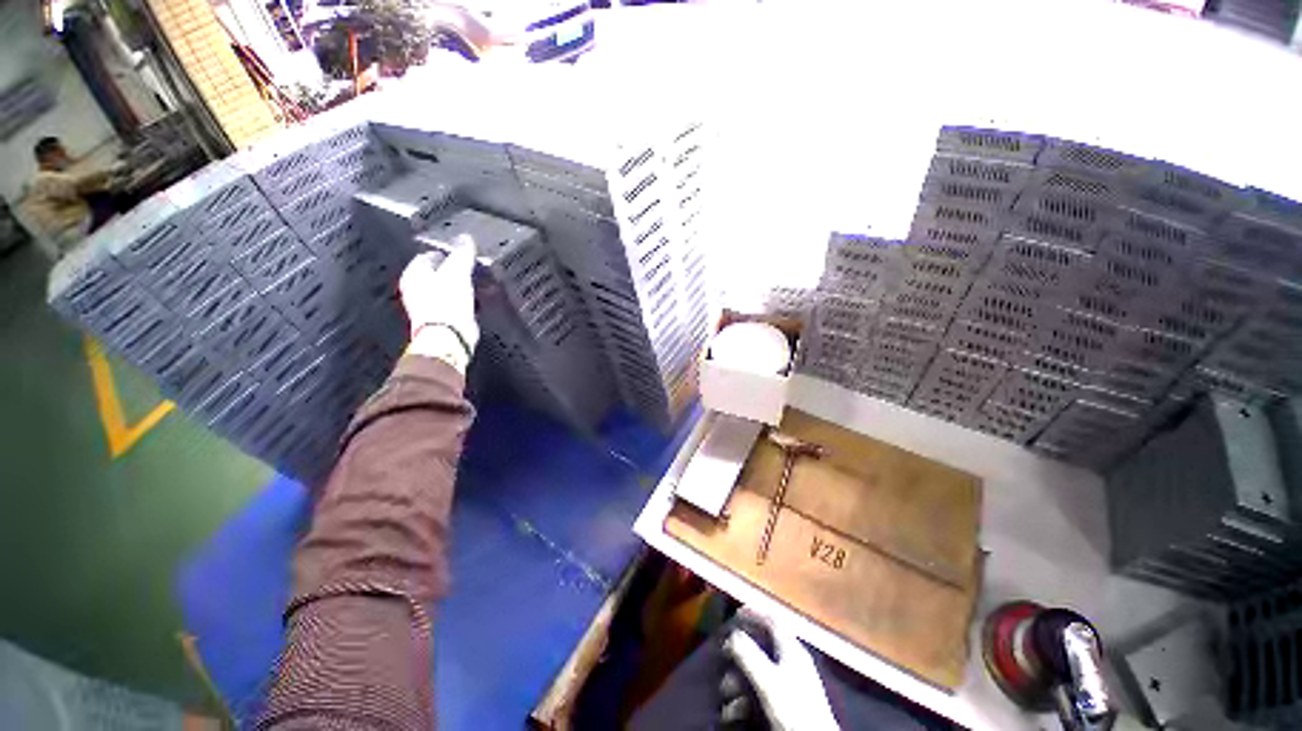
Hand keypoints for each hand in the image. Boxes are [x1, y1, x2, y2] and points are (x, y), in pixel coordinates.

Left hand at [398, 236, 479, 367]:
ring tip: (478, 283)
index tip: (463, 251)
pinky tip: (476, 300)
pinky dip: (466, 300)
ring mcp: (429, 305)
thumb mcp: (457, 271)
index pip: (428, 255)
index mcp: (413, 274)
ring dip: (462, 286)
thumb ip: (461, 253)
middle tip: (472, 267)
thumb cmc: (445, 304)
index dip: (446, 251)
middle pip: (438, 273)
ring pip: (448, 288)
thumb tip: (465, 238)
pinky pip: (456, 304)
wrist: (449, 336)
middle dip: (455, 270)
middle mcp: (417, 289)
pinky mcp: (444, 319)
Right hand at [722, 607, 838, 730]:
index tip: (735, 612)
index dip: (754, 612)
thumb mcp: (767, 679)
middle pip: (762, 646)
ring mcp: (792, 682)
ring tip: (727, 692)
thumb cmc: (793, 708)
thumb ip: (748, 653)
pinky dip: (747, 697)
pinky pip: (763, 690)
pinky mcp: (789, 703)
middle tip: (724, 657)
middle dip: (740, 653)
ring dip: (739, 679)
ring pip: (760, 671)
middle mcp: (793, 661)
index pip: (772, 619)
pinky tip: (735, 710)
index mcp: (792, 648)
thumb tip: (731, 635)